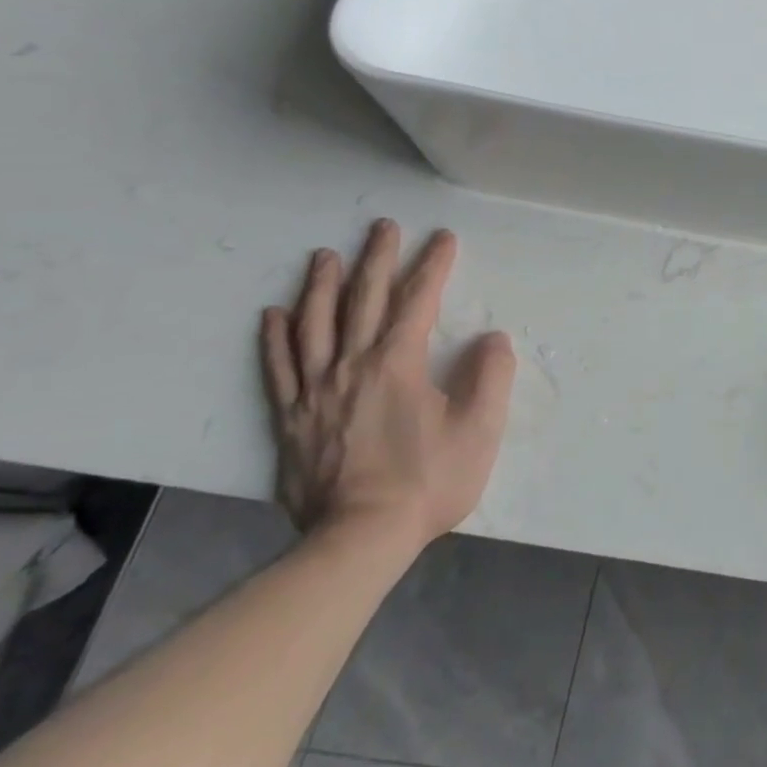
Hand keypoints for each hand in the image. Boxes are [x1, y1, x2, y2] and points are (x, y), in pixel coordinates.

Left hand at [259, 220, 516, 550]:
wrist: (359, 539)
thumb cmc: (428, 481)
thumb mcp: (480, 430)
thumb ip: (491, 377)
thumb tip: (492, 338)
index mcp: (398, 364)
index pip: (418, 302)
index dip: (433, 266)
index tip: (443, 238)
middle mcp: (352, 366)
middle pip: (363, 300)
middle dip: (378, 260)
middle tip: (384, 227)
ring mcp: (316, 391)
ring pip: (315, 325)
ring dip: (321, 286)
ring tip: (325, 256)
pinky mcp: (292, 419)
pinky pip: (279, 368)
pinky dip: (276, 338)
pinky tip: (274, 314)